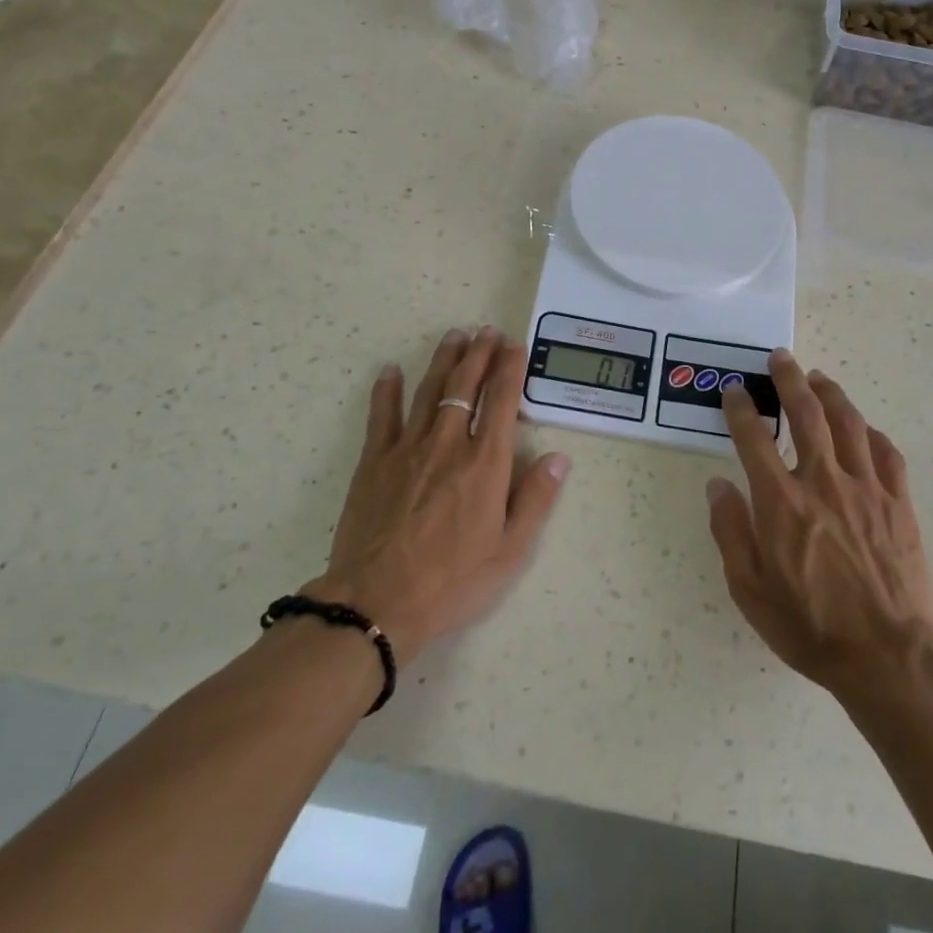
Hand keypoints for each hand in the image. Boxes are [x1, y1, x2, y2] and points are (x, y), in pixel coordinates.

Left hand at [307, 327, 569, 666]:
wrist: (377, 602)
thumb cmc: (452, 581)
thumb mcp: (509, 552)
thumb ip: (536, 499)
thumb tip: (558, 457)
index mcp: (485, 463)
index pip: (502, 401)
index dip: (510, 369)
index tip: (515, 345)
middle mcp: (449, 443)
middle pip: (465, 385)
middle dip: (479, 354)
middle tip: (487, 331)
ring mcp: (407, 448)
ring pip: (429, 390)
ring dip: (444, 360)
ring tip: (454, 335)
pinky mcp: (374, 461)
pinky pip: (382, 416)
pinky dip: (387, 390)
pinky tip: (391, 370)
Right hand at [707, 350, 932, 697]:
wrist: (888, 656)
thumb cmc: (810, 626)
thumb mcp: (750, 589)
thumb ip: (730, 531)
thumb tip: (718, 486)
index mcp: (781, 501)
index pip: (753, 438)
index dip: (741, 408)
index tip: (736, 391)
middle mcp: (823, 482)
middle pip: (806, 414)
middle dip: (790, 380)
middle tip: (781, 358)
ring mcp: (866, 488)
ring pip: (849, 423)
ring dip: (831, 394)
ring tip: (819, 378)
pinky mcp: (899, 503)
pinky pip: (886, 454)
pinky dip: (871, 433)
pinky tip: (863, 429)